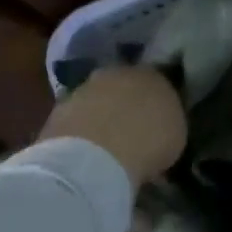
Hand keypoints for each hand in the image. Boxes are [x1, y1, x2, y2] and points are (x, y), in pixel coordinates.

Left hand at [39, 66, 187, 185]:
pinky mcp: (55, 114)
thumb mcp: (176, 135)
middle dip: (127, 106)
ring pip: (97, 103)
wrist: (92, 159)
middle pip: (124, 88)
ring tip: (106, 149)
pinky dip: (81, 136)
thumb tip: (161, 128)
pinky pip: (76, 123)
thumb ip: (168, 123)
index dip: (158, 102)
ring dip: (101, 119)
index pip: (158, 82)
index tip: (159, 122)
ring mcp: (83, 91)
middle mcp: (117, 73)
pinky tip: (86, 157)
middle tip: (132, 132)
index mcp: (152, 72)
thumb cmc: (148, 142)